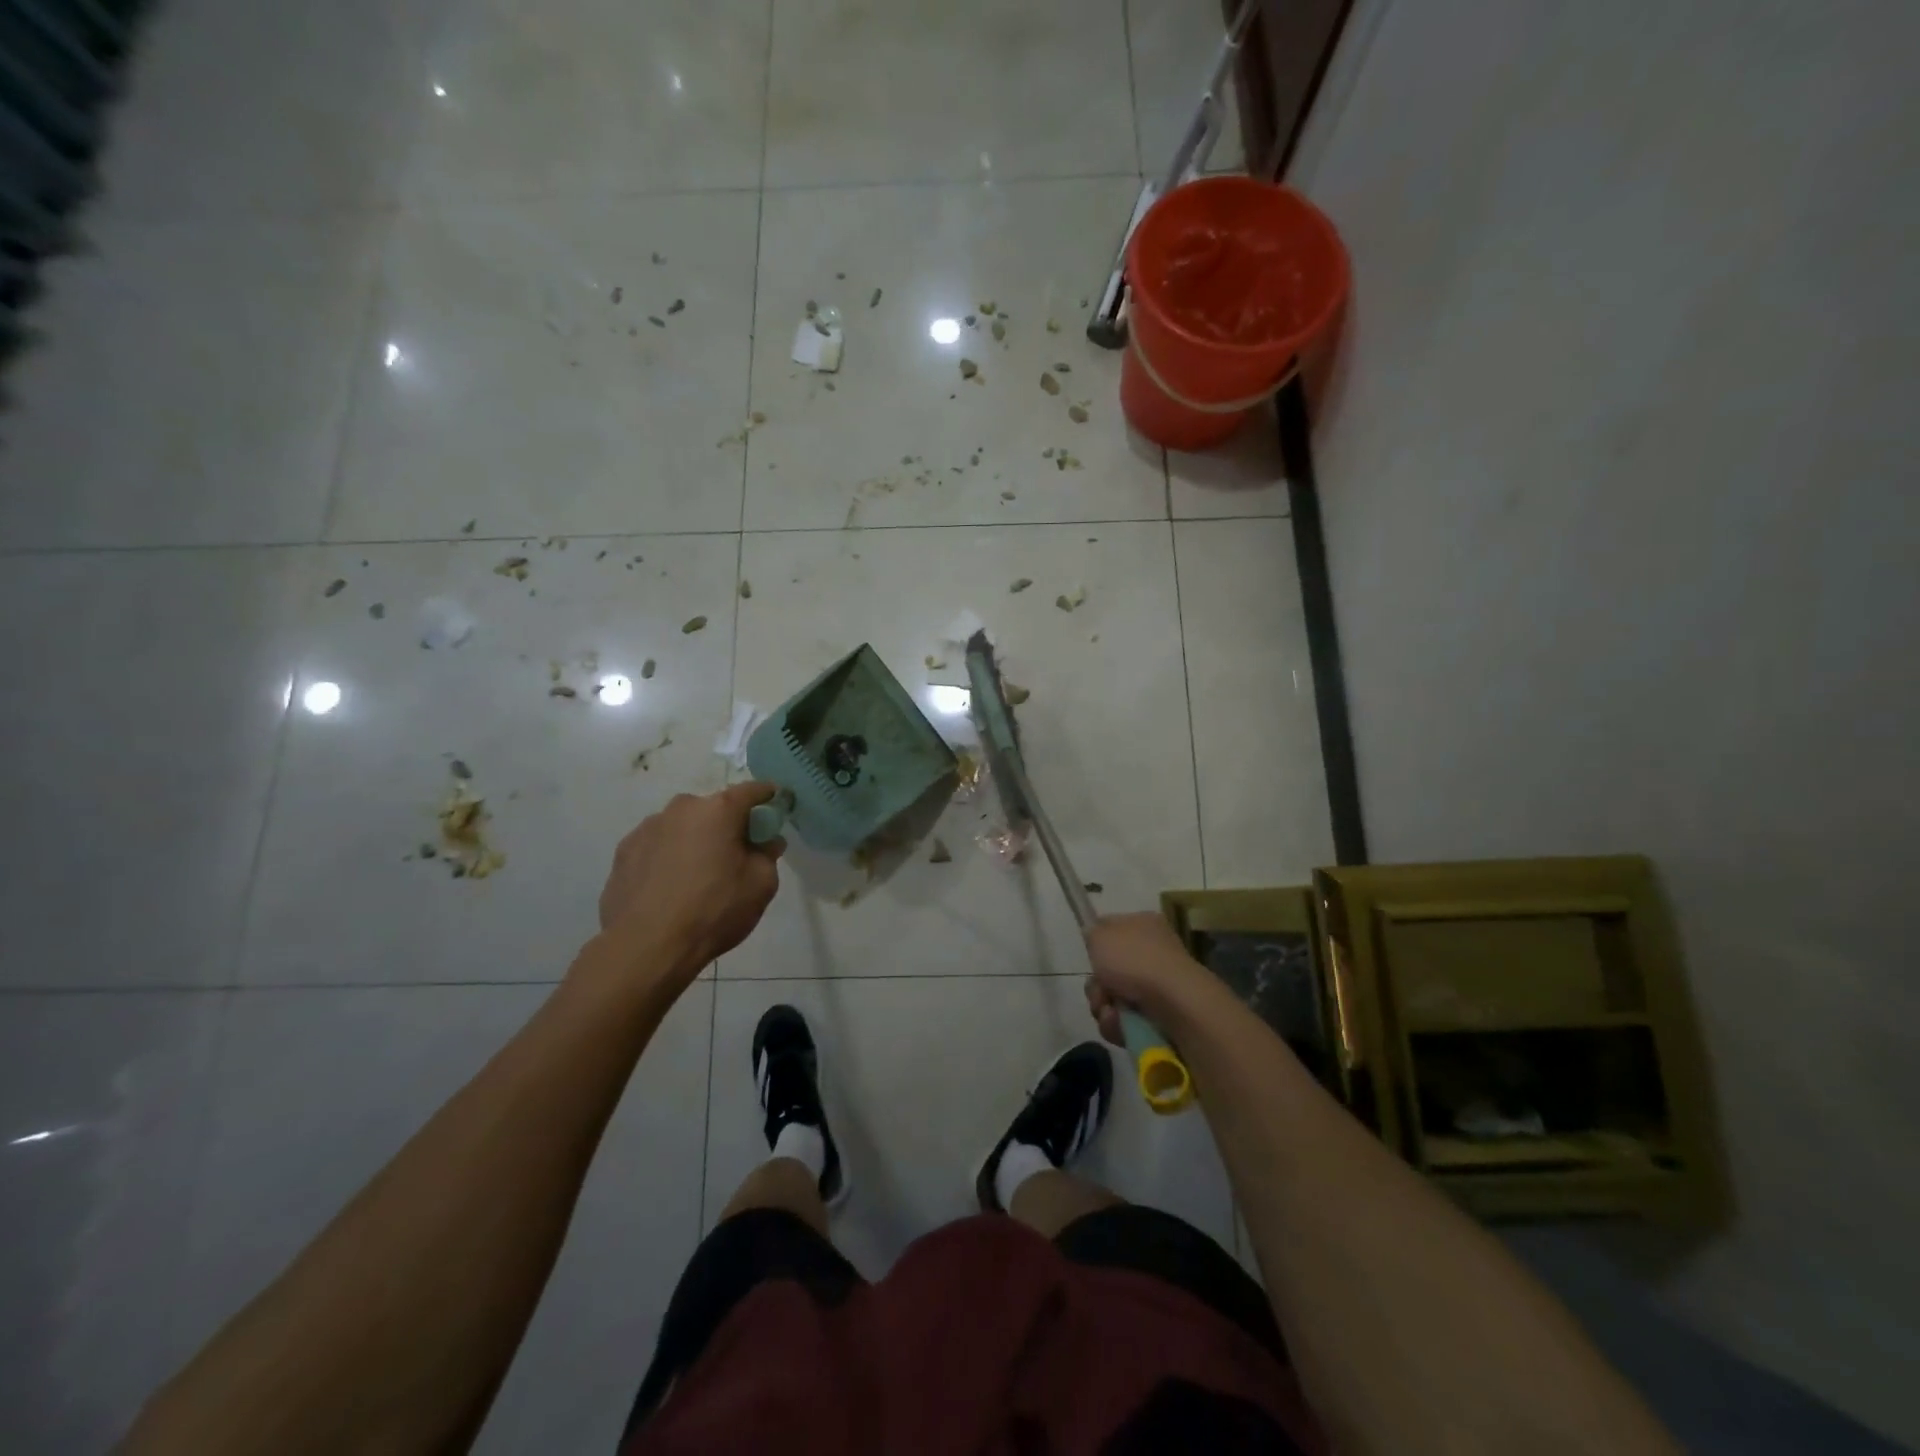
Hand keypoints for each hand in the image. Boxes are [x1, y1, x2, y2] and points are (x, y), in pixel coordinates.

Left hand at [598, 782, 784, 983]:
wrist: (646, 947)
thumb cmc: (714, 911)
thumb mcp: (761, 885)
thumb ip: (768, 855)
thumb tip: (767, 841)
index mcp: (718, 810)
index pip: (752, 791)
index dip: (768, 797)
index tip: (777, 806)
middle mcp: (681, 809)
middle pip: (714, 809)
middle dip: (727, 825)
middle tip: (735, 855)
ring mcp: (647, 828)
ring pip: (683, 827)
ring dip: (694, 841)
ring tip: (697, 877)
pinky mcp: (624, 851)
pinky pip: (657, 846)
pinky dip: (668, 858)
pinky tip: (669, 888)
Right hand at [1083, 912, 1217, 1046]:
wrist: (1174, 1002)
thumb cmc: (1135, 960)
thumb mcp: (1101, 935)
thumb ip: (1091, 933)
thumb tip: (1094, 937)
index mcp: (1143, 925)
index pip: (1112, 929)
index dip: (1096, 943)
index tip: (1089, 955)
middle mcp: (1153, 953)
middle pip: (1109, 970)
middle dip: (1097, 986)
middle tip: (1100, 991)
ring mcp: (1157, 986)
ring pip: (1113, 998)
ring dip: (1104, 1007)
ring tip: (1111, 1013)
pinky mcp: (1160, 1016)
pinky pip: (1125, 1021)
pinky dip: (1118, 1025)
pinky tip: (1121, 1024)